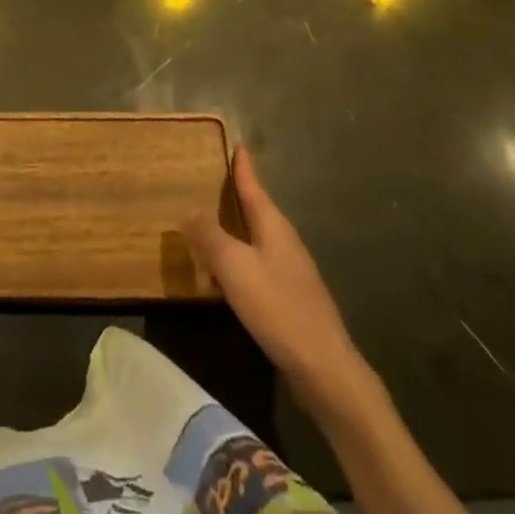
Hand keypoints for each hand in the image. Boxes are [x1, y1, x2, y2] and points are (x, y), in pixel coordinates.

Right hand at [185, 146, 366, 410]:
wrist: (325, 369)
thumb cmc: (278, 308)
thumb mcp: (234, 267)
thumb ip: (209, 235)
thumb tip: (189, 208)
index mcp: (273, 226)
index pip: (254, 187)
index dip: (243, 167)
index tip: (238, 144)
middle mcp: (285, 242)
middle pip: (258, 210)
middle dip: (238, 194)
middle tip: (213, 180)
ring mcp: (292, 271)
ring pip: (259, 238)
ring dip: (237, 228)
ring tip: (212, 223)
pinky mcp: (292, 298)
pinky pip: (260, 263)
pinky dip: (241, 257)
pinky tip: (228, 274)